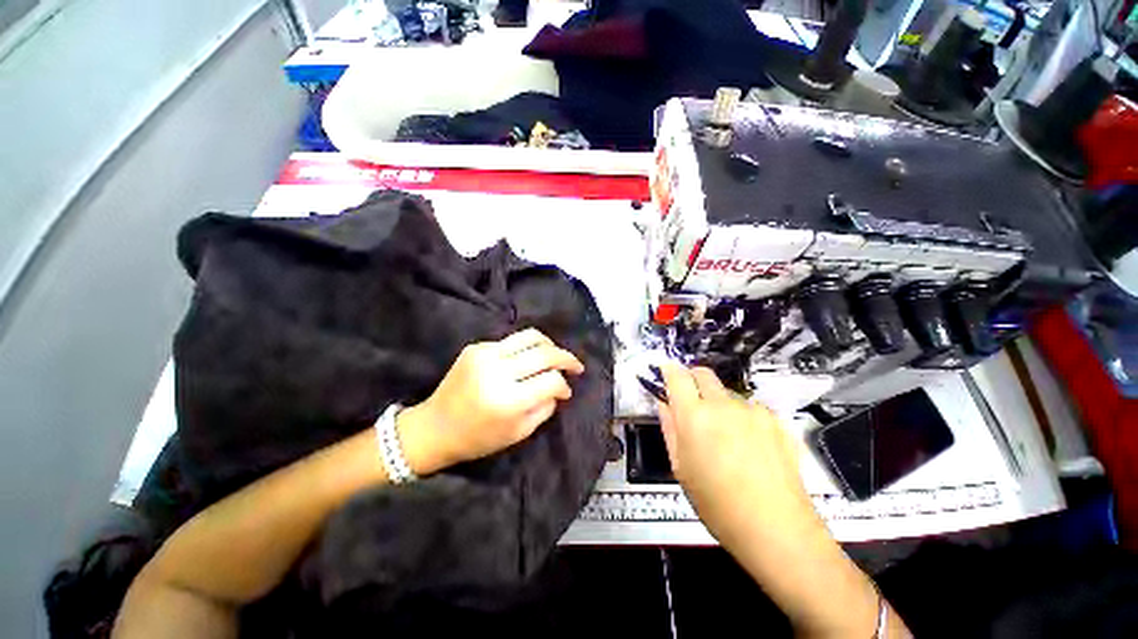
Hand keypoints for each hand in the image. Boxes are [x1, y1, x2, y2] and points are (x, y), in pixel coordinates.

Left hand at [398, 329, 583, 474]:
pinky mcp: (476, 347)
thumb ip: (545, 408)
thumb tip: (560, 388)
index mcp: (508, 400)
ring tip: (556, 355)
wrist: (434, 427)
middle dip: (566, 358)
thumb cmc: (478, 438)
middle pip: (544, 353)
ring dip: (549, 344)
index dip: (564, 385)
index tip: (568, 391)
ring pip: (530, 336)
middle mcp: (497, 371)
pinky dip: (526, 349)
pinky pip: (511, 341)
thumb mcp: (518, 433)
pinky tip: (527, 360)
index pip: (551, 381)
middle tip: (576, 366)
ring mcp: (485, 354)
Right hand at [659, 364, 910, 636]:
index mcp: (694, 415)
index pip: (677, 376)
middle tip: (691, 401)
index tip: (666, 373)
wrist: (776, 529)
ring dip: (720, 404)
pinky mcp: (777, 421)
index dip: (669, 370)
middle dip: (693, 379)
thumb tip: (665, 404)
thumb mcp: (680, 468)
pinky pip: (751, 409)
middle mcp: (723, 404)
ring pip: (728, 394)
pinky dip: (743, 418)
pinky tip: (750, 446)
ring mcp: (753, 411)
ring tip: (726, 436)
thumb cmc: (716, 503)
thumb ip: (669, 428)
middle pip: (704, 374)